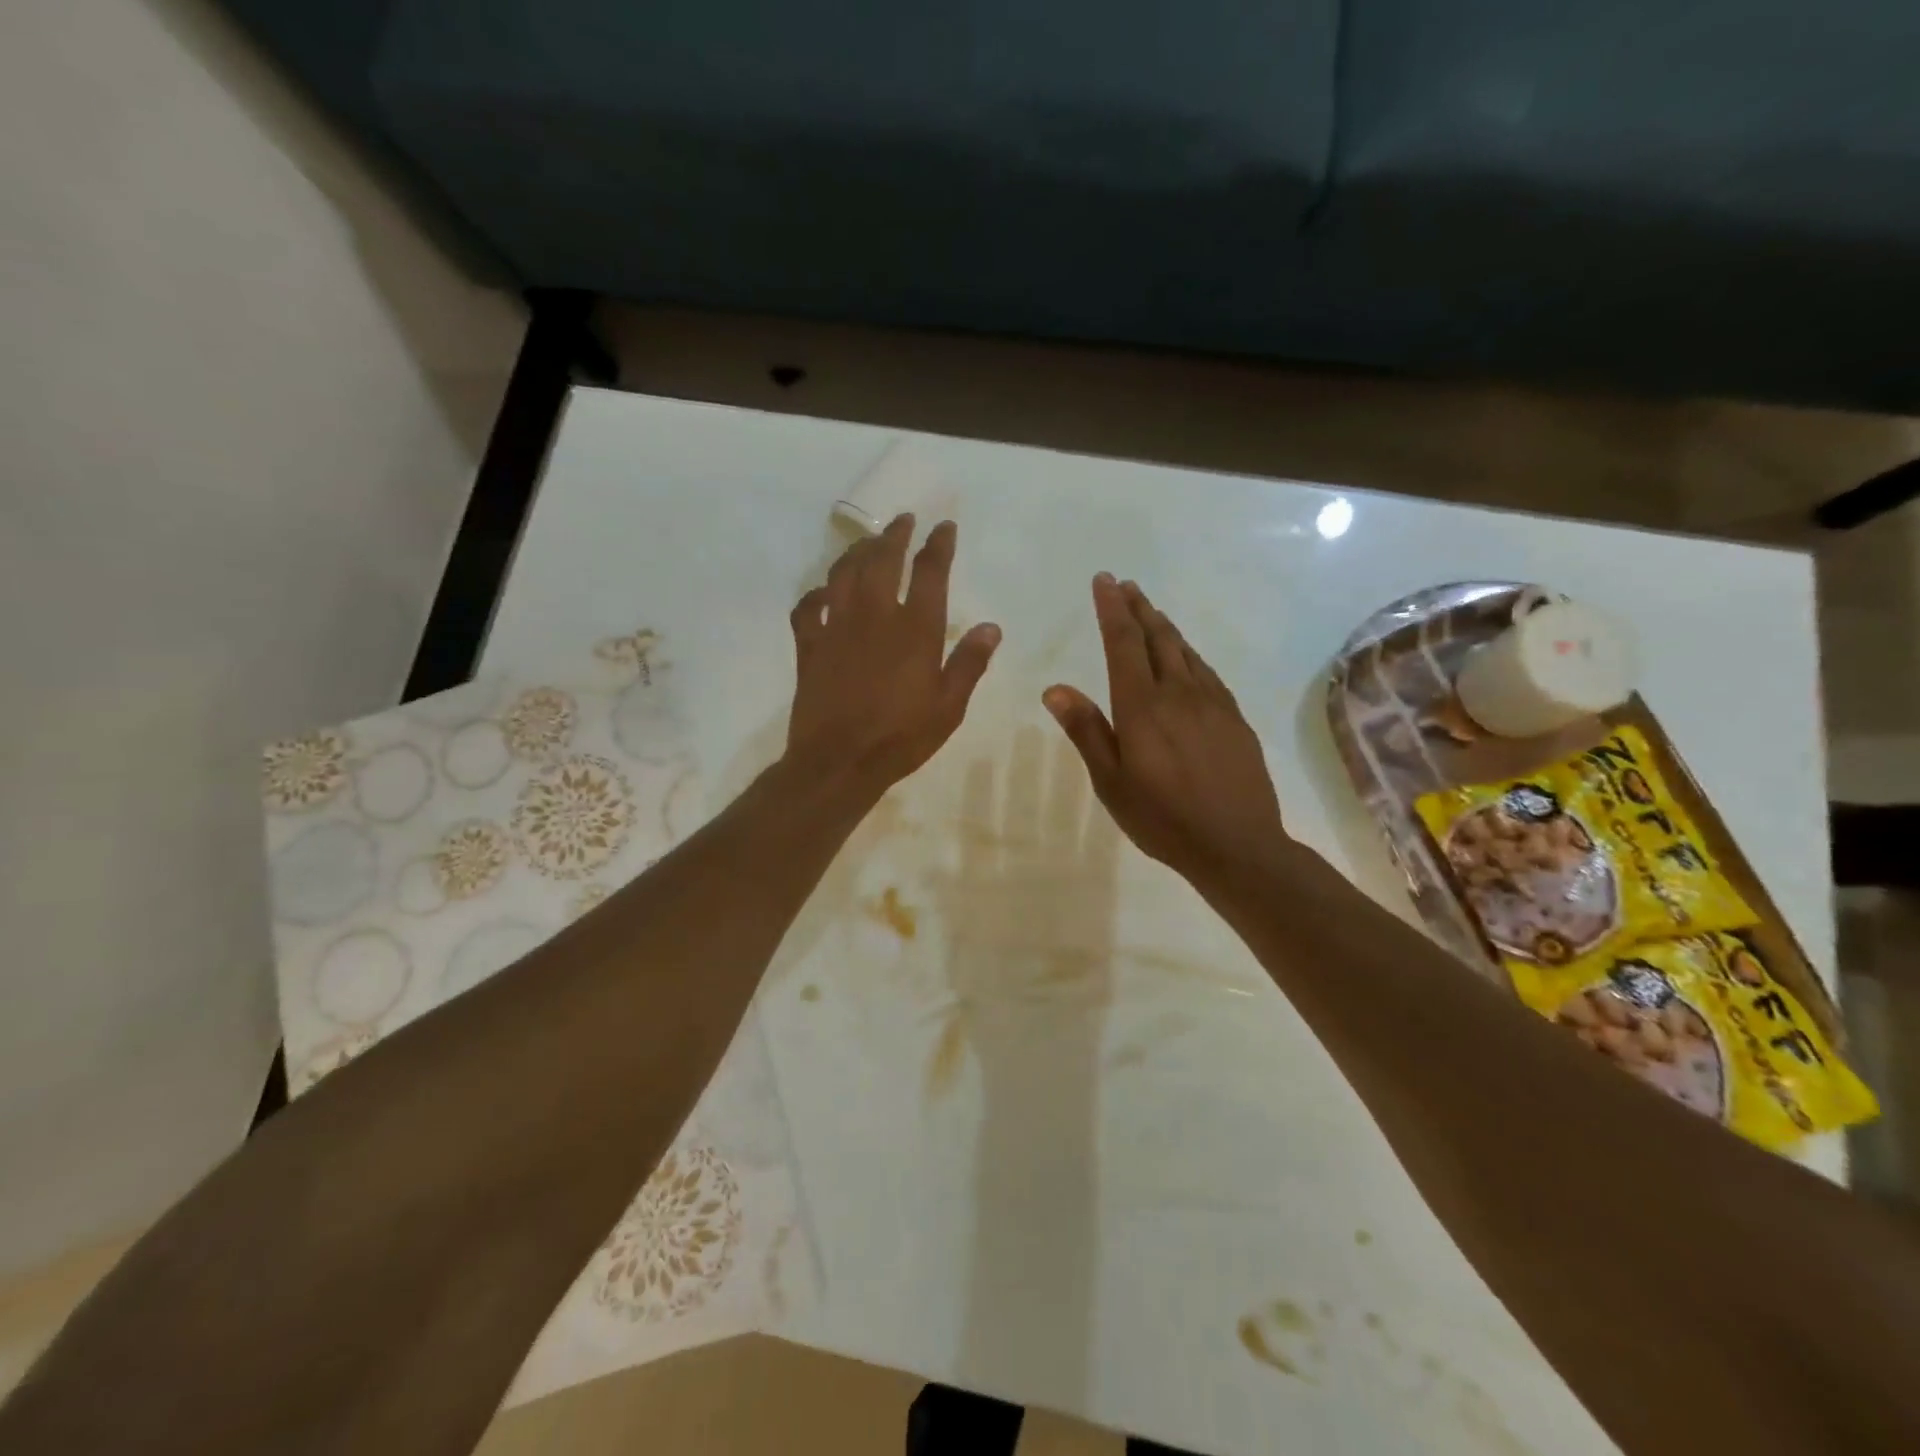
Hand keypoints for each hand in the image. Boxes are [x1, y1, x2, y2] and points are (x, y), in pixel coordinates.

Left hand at [786, 514, 1000, 793]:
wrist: (840, 762)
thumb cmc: (902, 738)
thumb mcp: (949, 707)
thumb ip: (969, 663)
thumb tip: (991, 626)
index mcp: (915, 629)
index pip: (930, 572)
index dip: (938, 544)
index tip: (943, 527)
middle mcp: (875, 616)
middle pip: (882, 559)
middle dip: (894, 534)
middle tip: (903, 520)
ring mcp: (837, 627)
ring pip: (843, 573)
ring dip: (857, 552)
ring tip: (867, 543)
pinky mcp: (810, 646)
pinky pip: (808, 608)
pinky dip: (815, 595)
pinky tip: (823, 592)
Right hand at [1043, 574, 1288, 889]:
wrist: (1237, 845)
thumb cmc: (1162, 819)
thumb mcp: (1111, 782)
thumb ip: (1086, 731)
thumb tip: (1055, 688)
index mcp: (1142, 707)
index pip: (1124, 643)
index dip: (1112, 609)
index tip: (1104, 580)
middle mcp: (1179, 694)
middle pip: (1158, 637)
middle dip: (1139, 607)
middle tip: (1126, 585)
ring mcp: (1213, 703)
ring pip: (1186, 651)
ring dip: (1165, 627)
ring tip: (1151, 612)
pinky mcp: (1234, 718)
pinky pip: (1207, 672)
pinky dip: (1189, 654)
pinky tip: (1187, 659)